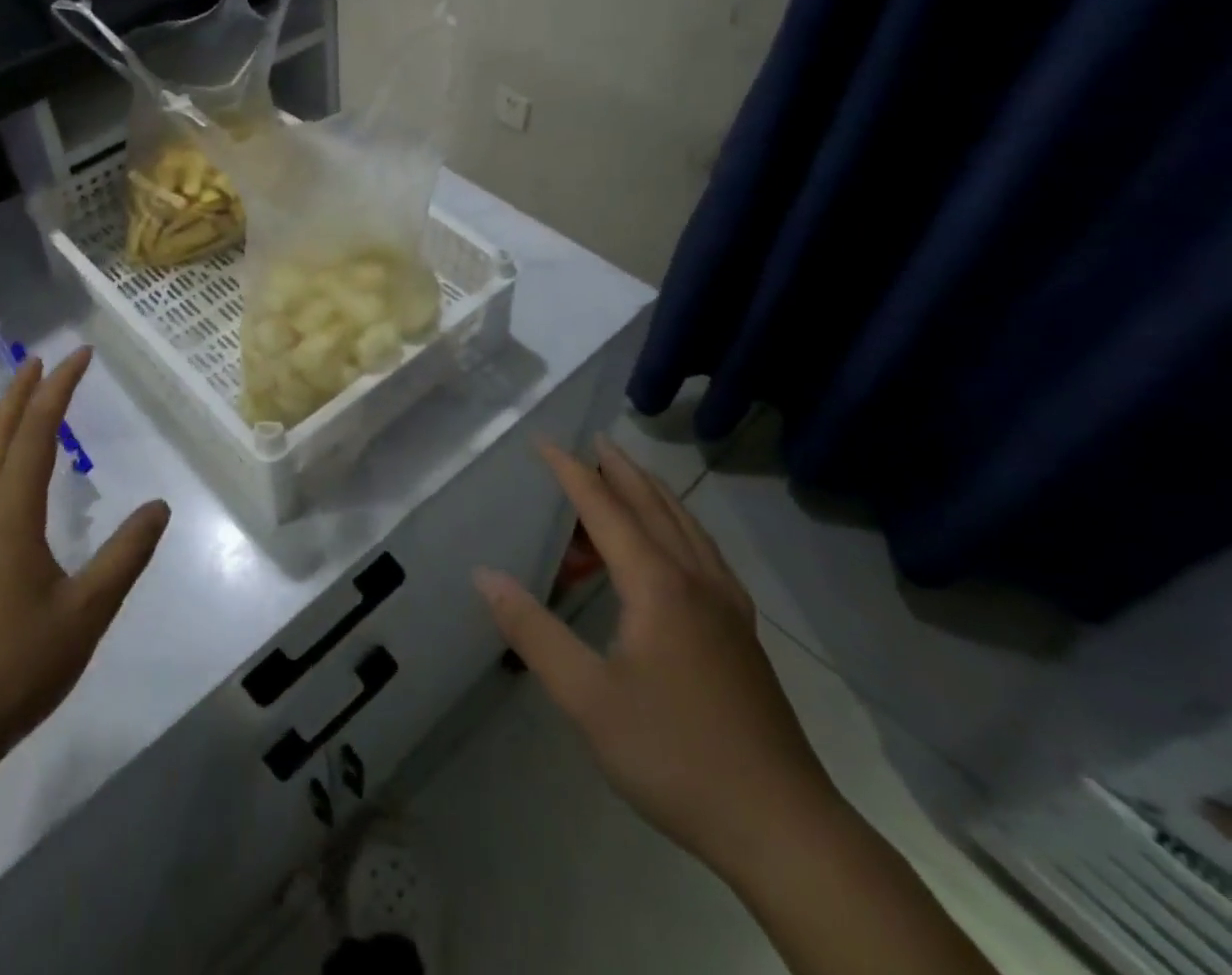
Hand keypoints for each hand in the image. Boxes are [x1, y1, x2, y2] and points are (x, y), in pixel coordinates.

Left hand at [0, 347, 170, 767]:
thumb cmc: (17, 665)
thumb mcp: (87, 611)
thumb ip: (125, 555)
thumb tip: (160, 506)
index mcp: (10, 515)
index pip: (35, 433)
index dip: (59, 389)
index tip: (79, 355)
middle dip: (19, 392)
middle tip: (42, 359)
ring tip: (18, 398)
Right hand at [474, 435, 838, 881]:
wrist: (783, 828)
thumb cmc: (674, 755)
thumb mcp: (586, 698)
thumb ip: (533, 631)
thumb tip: (484, 575)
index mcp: (658, 585)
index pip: (606, 508)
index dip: (572, 471)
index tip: (544, 440)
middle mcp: (696, 581)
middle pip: (654, 506)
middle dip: (620, 470)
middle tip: (594, 440)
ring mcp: (727, 607)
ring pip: (687, 528)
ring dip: (653, 495)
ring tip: (628, 479)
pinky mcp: (742, 635)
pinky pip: (705, 555)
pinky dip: (681, 528)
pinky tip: (676, 548)